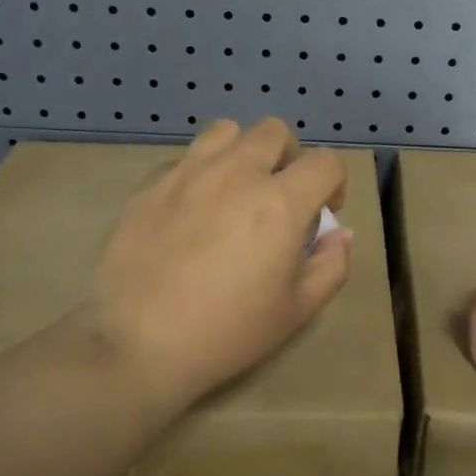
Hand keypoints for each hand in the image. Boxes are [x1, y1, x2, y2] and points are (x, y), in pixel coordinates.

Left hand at [91, 117, 351, 414]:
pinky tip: (192, 210)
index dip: (334, 183)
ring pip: (226, 131)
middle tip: (279, 195)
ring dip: (242, 152)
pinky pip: (186, 158)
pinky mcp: (151, 184)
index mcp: (280, 203)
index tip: (323, 212)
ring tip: (235, 189)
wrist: (137, 344)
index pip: (325, 161)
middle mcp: (237, 173)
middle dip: (288, 157)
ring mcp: (189, 172)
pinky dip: (200, 173)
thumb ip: (330, 265)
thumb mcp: (296, 311)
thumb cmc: (226, 332)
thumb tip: (339, 233)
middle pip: (275, 131)